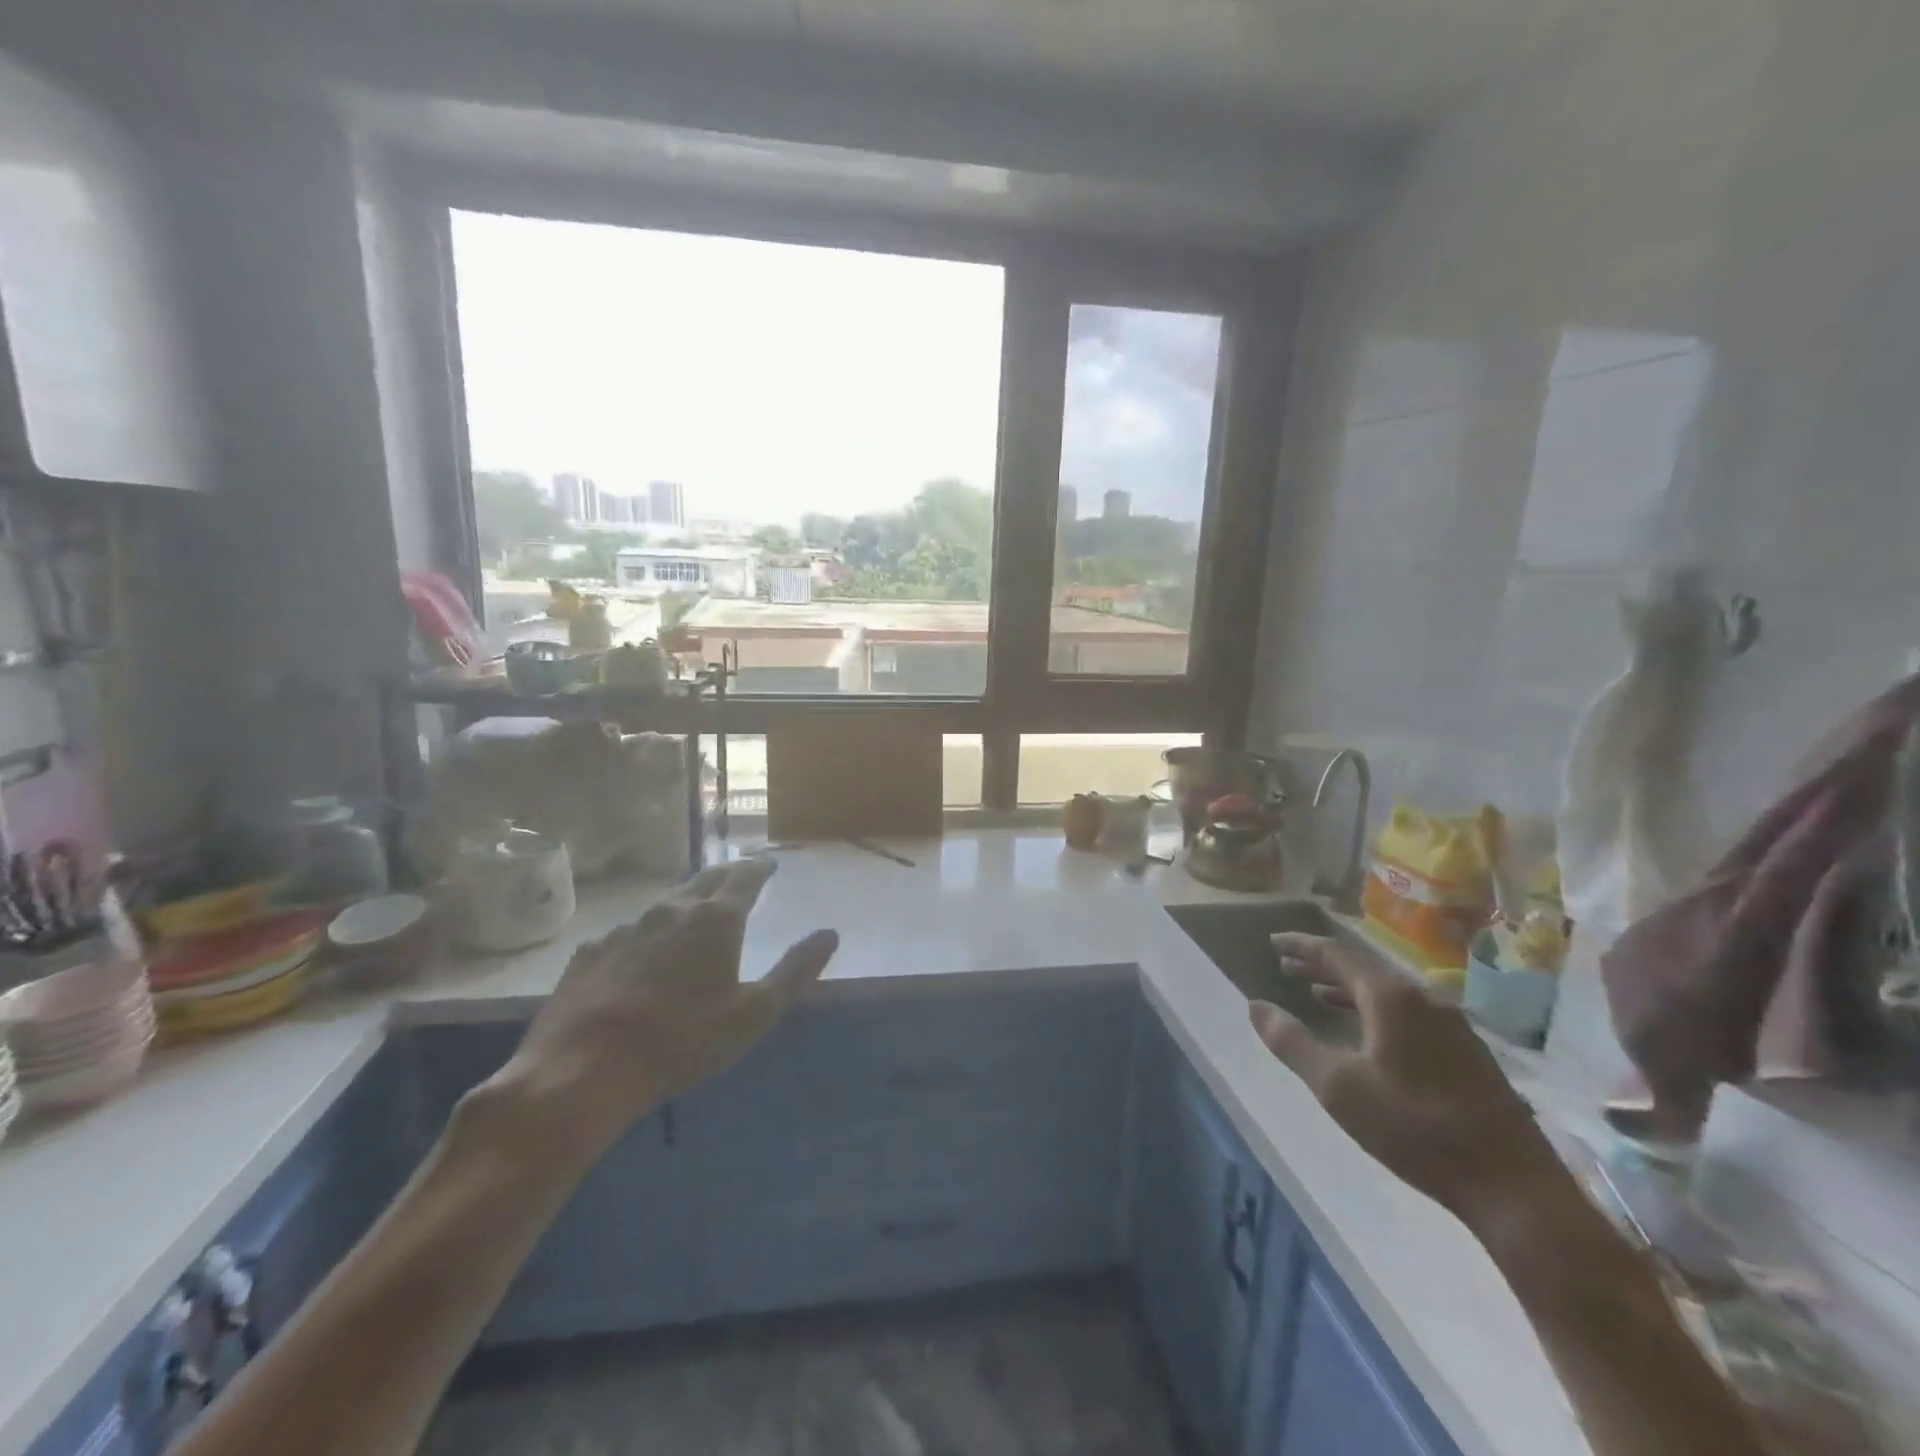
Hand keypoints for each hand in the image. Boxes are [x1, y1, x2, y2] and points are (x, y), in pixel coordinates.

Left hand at [475, 858, 837, 1172]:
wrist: (580, 1071)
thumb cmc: (682, 1041)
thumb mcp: (754, 1013)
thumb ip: (795, 970)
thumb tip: (829, 933)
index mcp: (715, 919)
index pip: (745, 877)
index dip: (761, 868)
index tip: (770, 865)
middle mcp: (671, 910)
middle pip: (706, 880)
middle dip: (728, 875)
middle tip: (741, 879)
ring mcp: (626, 928)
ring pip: (666, 903)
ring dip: (688, 902)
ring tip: (696, 913)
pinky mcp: (591, 952)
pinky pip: (630, 932)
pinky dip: (648, 934)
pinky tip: (643, 956)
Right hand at [1249, 934, 1566, 1235]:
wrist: (1513, 1188)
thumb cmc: (1415, 1129)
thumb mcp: (1338, 1087)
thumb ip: (1292, 1042)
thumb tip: (1255, 1006)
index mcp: (1392, 998)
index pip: (1337, 954)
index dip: (1302, 946)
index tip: (1274, 941)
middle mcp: (1424, 998)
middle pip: (1364, 969)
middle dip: (1323, 966)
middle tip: (1288, 966)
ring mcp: (1452, 1025)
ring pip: (1388, 992)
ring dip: (1348, 989)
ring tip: (1317, 994)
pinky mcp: (1468, 1053)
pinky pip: (1408, 1013)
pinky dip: (1374, 1010)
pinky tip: (1367, 1033)